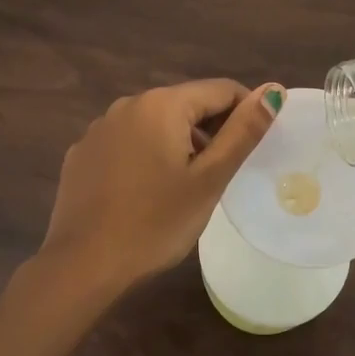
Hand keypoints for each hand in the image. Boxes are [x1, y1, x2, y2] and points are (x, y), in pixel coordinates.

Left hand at [38, 79, 282, 292]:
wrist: (83, 265)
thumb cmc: (156, 223)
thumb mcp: (209, 180)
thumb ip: (242, 132)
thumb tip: (273, 91)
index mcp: (161, 104)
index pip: (220, 90)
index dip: (245, 113)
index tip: (252, 149)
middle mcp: (127, 104)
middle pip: (185, 104)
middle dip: (210, 131)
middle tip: (220, 175)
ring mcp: (98, 129)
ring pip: (154, 124)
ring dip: (178, 144)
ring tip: (184, 188)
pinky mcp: (81, 155)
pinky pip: (126, 143)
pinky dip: (145, 157)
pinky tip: (144, 194)